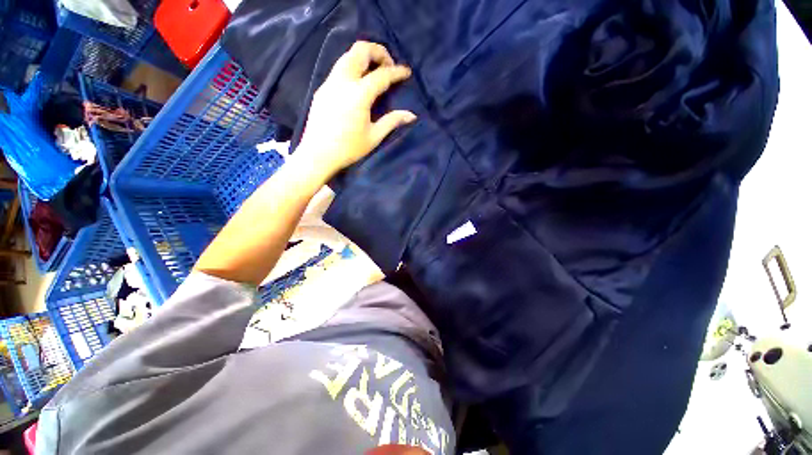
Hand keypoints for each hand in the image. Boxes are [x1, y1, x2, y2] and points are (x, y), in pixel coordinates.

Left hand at [296, 41, 415, 179]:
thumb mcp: (374, 137)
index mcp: (359, 94)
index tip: (406, 72)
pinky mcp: (322, 89)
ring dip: (364, 57)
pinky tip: (358, 83)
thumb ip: (392, 121)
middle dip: (378, 52)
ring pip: (347, 56)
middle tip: (388, 65)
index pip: (382, 75)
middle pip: (360, 50)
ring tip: (374, 71)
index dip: (396, 72)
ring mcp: (330, 83)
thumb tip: (411, 115)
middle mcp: (343, 81)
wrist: (318, 154)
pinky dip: (352, 66)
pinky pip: (339, 68)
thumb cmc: (348, 149)